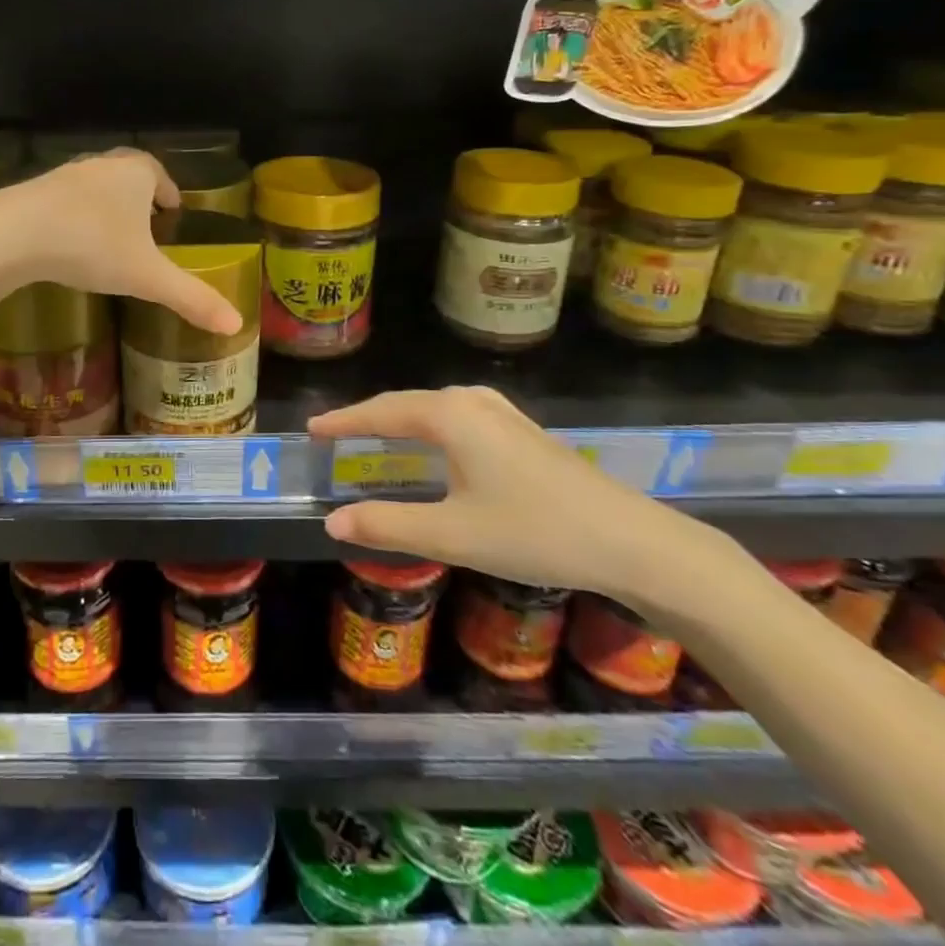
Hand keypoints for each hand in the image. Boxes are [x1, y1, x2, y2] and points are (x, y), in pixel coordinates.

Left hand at [0, 150, 241, 335]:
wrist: (15, 233)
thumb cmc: (93, 246)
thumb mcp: (147, 277)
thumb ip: (191, 298)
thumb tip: (236, 323)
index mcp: (135, 174)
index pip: (157, 173)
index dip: (167, 189)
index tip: (171, 207)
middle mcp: (101, 166)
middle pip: (125, 174)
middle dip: (137, 195)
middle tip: (145, 219)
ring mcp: (63, 176)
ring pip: (93, 186)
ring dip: (103, 204)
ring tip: (109, 234)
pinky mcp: (32, 193)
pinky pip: (62, 201)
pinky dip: (72, 216)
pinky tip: (69, 241)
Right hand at [313, 387, 720, 609]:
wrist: (633, 543)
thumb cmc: (535, 533)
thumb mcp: (452, 535)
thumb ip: (387, 525)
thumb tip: (332, 522)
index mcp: (449, 416)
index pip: (380, 412)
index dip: (343, 421)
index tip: (311, 428)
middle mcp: (472, 402)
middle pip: (406, 404)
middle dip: (368, 418)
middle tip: (335, 435)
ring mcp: (502, 413)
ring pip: (434, 409)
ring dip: (400, 421)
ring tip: (375, 437)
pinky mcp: (523, 431)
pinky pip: (458, 417)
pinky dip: (430, 427)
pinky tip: (437, 445)